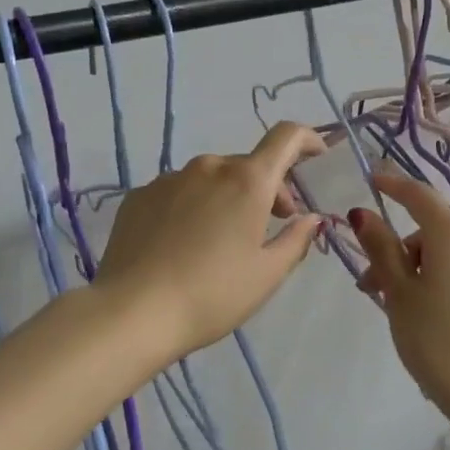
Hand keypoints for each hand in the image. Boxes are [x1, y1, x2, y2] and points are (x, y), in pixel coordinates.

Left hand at [96, 122, 325, 359]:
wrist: (132, 312)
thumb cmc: (212, 294)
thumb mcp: (267, 274)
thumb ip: (296, 240)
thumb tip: (310, 218)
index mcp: (247, 181)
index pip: (285, 137)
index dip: (307, 139)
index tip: (316, 157)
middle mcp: (208, 168)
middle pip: (248, 165)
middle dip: (267, 189)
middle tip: (270, 226)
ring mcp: (168, 179)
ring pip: (210, 178)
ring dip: (227, 197)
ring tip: (221, 241)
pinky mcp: (138, 196)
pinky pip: (178, 192)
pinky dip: (192, 206)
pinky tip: (183, 244)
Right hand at [349, 172, 449, 419]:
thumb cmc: (438, 342)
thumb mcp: (399, 294)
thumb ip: (381, 249)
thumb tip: (363, 214)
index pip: (420, 196)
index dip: (393, 185)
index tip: (372, 180)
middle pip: (433, 232)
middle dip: (399, 253)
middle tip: (372, 291)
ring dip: (421, 271)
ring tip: (401, 313)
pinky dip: (445, 283)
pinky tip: (434, 321)